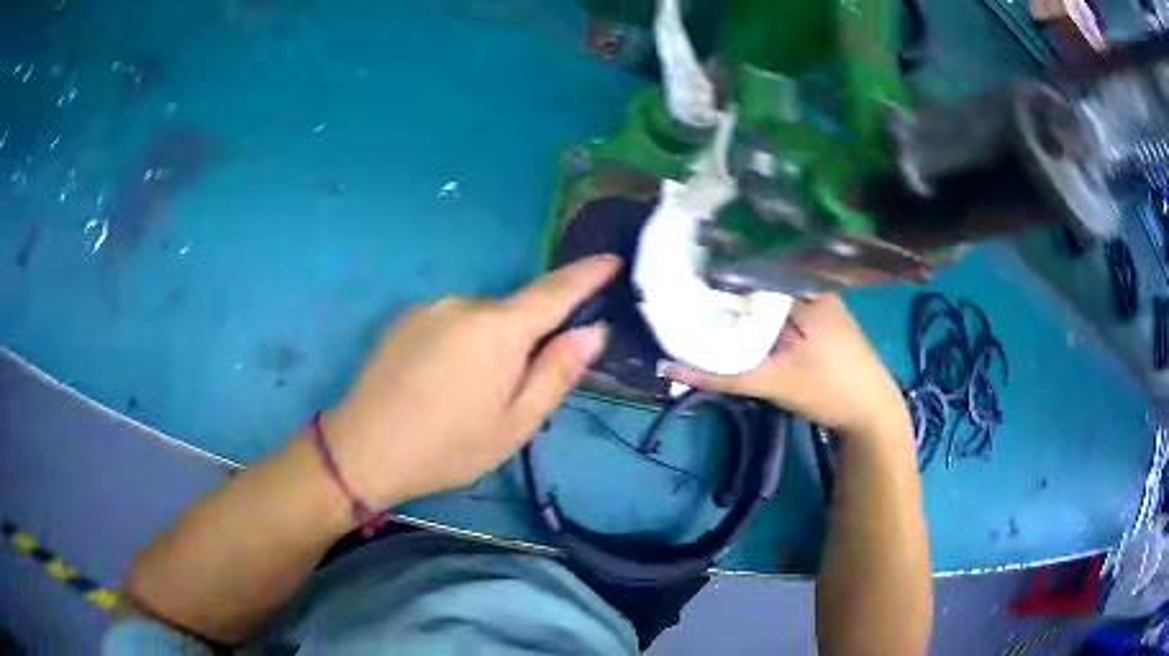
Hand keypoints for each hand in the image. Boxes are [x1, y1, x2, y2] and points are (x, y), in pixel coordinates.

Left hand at [323, 255, 618, 507]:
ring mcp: (430, 308)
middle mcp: (465, 304)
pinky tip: (437, 383)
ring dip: (488, 346)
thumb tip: (593, 332)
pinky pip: (450, 323)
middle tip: (509, 394)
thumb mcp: (516, 423)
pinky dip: (459, 345)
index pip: (556, 291)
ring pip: (479, 320)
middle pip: (514, 313)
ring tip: (465, 396)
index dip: (587, 275)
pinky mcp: (404, 319)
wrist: (363, 448)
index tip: (612, 260)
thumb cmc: (448, 446)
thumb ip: (557, 372)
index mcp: (499, 329)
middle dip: (525, 341)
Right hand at [667, 294, 907, 436]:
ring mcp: (818, 299)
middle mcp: (811, 285)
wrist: (872, 412)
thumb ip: (721, 375)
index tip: (681, 279)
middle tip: (686, 294)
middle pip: (757, 277)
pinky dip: (759, 312)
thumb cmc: (828, 389)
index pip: (749, 266)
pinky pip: (781, 305)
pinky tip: (740, 320)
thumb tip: (669, 366)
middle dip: (724, 288)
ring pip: (769, 293)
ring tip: (704, 304)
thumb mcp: (772, 383)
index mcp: (803, 288)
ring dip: (742, 301)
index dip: (714, 272)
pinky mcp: (821, 315)